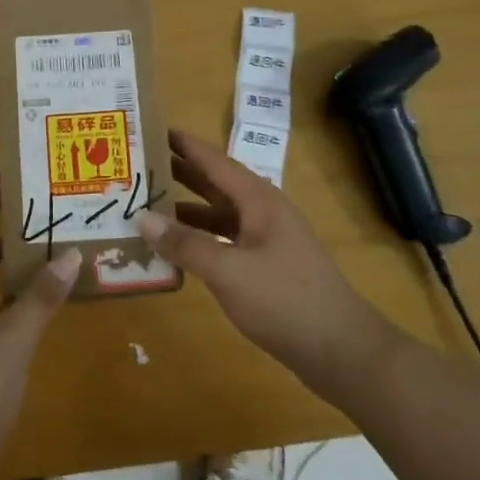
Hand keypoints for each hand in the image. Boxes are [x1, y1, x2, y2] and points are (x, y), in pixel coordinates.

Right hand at [140, 129, 400, 398]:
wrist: (341, 350)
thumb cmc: (285, 300)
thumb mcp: (229, 271)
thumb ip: (186, 244)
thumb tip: (143, 219)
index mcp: (258, 200)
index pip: (214, 161)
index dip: (184, 145)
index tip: (151, 129)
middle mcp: (262, 212)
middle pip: (215, 185)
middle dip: (179, 174)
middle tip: (139, 165)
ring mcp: (266, 240)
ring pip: (218, 216)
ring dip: (185, 211)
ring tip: (146, 206)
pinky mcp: (266, 267)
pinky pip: (224, 242)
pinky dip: (199, 241)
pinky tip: (176, 250)